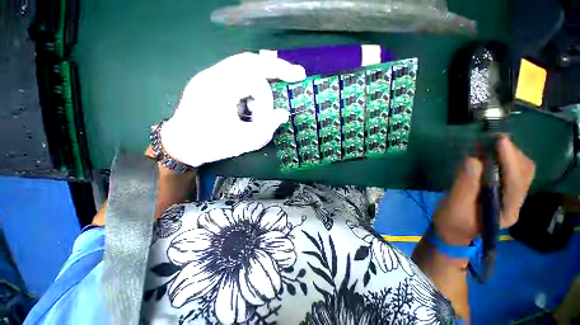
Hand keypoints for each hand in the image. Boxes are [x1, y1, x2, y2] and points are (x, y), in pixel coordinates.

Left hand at [160, 52, 305, 166]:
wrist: (180, 145)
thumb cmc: (209, 145)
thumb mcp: (242, 142)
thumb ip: (266, 129)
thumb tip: (283, 114)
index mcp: (218, 88)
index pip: (254, 80)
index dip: (267, 100)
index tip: (269, 119)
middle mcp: (213, 75)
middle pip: (251, 60)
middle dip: (277, 67)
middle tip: (298, 74)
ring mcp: (211, 76)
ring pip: (245, 64)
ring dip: (265, 75)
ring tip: (279, 86)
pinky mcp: (213, 82)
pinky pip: (239, 73)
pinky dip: (253, 83)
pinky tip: (255, 101)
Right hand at [433, 136, 535, 245]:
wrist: (453, 230)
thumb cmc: (452, 222)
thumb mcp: (454, 207)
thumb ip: (464, 186)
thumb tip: (472, 160)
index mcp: (506, 211)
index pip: (516, 183)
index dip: (510, 161)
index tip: (500, 141)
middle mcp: (515, 202)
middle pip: (524, 173)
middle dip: (511, 154)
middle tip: (492, 140)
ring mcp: (511, 196)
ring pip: (521, 170)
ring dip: (509, 154)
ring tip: (491, 144)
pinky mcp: (503, 190)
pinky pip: (511, 170)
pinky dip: (504, 158)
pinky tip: (490, 154)